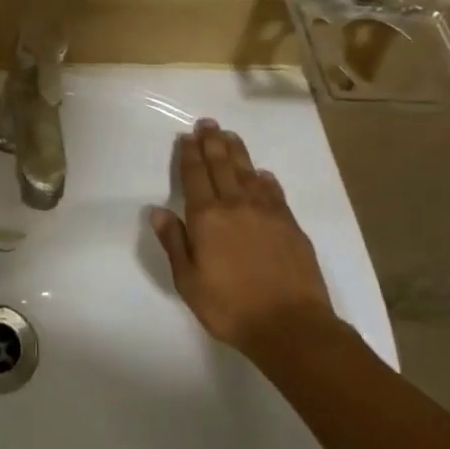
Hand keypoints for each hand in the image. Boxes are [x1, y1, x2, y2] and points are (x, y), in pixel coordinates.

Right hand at [150, 119, 336, 356]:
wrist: (291, 325)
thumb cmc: (230, 307)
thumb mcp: (188, 281)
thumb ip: (174, 242)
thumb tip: (158, 211)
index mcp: (206, 217)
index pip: (195, 176)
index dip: (189, 154)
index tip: (186, 136)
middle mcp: (235, 205)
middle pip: (221, 166)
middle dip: (212, 143)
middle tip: (207, 123)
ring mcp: (266, 212)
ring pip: (248, 172)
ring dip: (237, 152)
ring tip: (229, 136)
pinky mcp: (290, 224)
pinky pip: (274, 192)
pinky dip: (265, 179)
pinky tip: (262, 174)